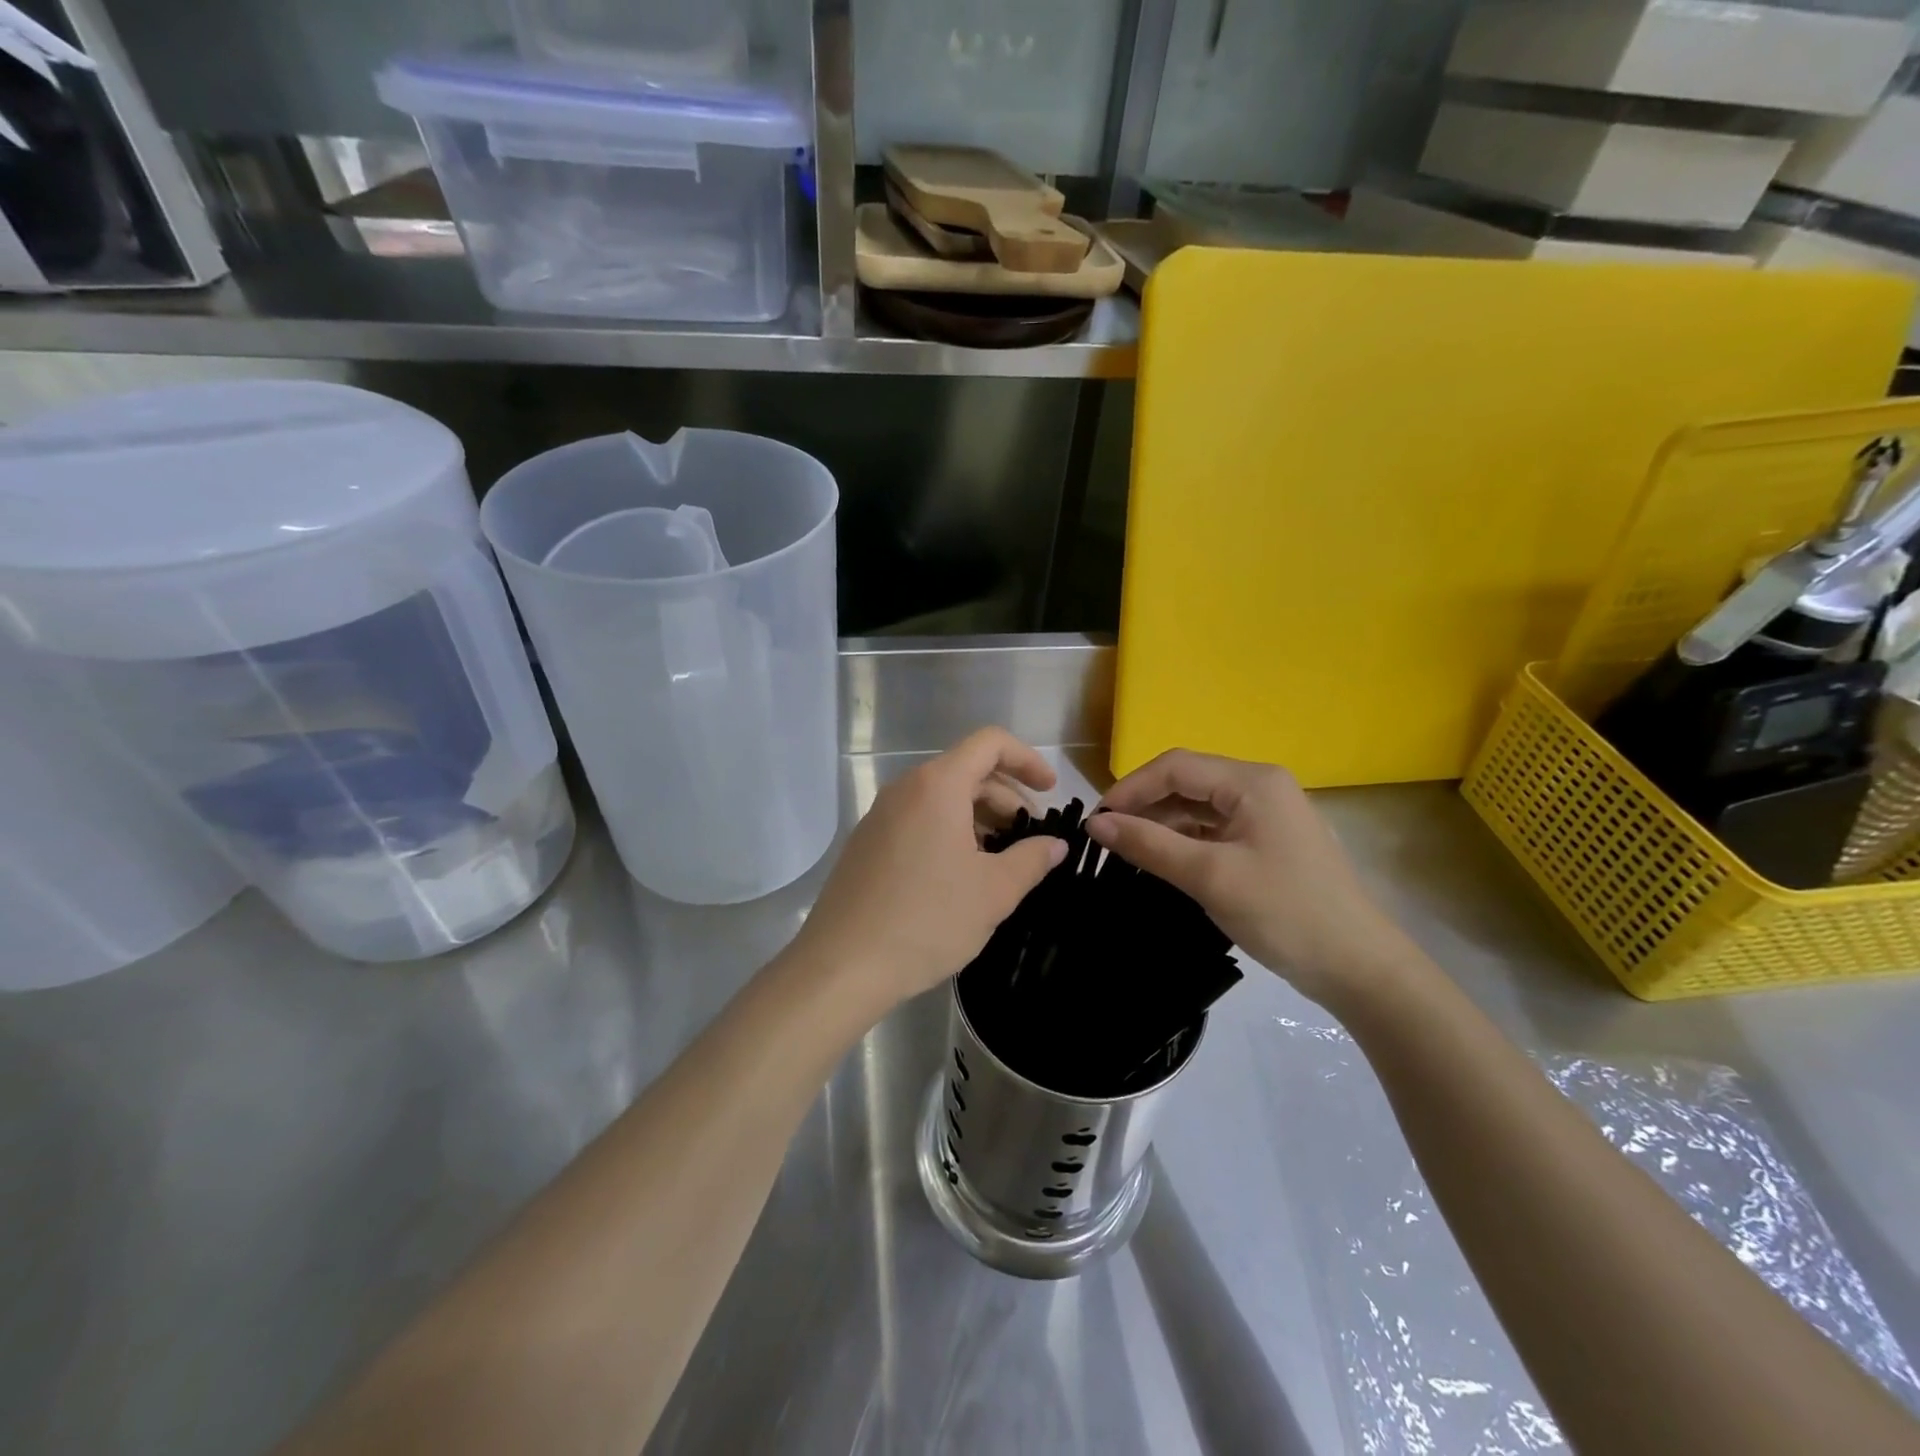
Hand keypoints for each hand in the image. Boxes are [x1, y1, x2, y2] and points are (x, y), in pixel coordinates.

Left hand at [790, 728, 1066, 1019]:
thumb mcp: (993, 892)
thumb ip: (1032, 859)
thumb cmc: (928, 920)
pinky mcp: (867, 843)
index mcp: (937, 786)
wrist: (843, 965)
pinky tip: (961, 874)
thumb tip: (1055, 845)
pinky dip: (950, 832)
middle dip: (1006, 798)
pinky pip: (918, 820)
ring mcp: (880, 815)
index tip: (1050, 792)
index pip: (989, 743)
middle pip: (966, 771)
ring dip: (979, 818)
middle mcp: (905, 789)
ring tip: (1001, 860)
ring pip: (941, 798)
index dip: (1027, 760)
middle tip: (1030, 838)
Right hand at [1087, 749, 1412, 1007]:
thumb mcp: (1210, 876)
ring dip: (1161, 824)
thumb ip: (1150, 844)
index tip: (1096, 820)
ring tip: (1127, 850)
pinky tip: (1161, 860)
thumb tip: (1095, 824)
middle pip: (1186, 782)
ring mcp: (1266, 814)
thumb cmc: (1284, 913)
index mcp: (1252, 781)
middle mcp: (1260, 786)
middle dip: (1144, 805)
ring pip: (1198, 806)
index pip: (1175, 767)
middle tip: (1107, 838)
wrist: (1358, 968)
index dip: (1130, 788)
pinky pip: (1213, 828)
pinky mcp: (1267, 841)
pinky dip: (1183, 840)